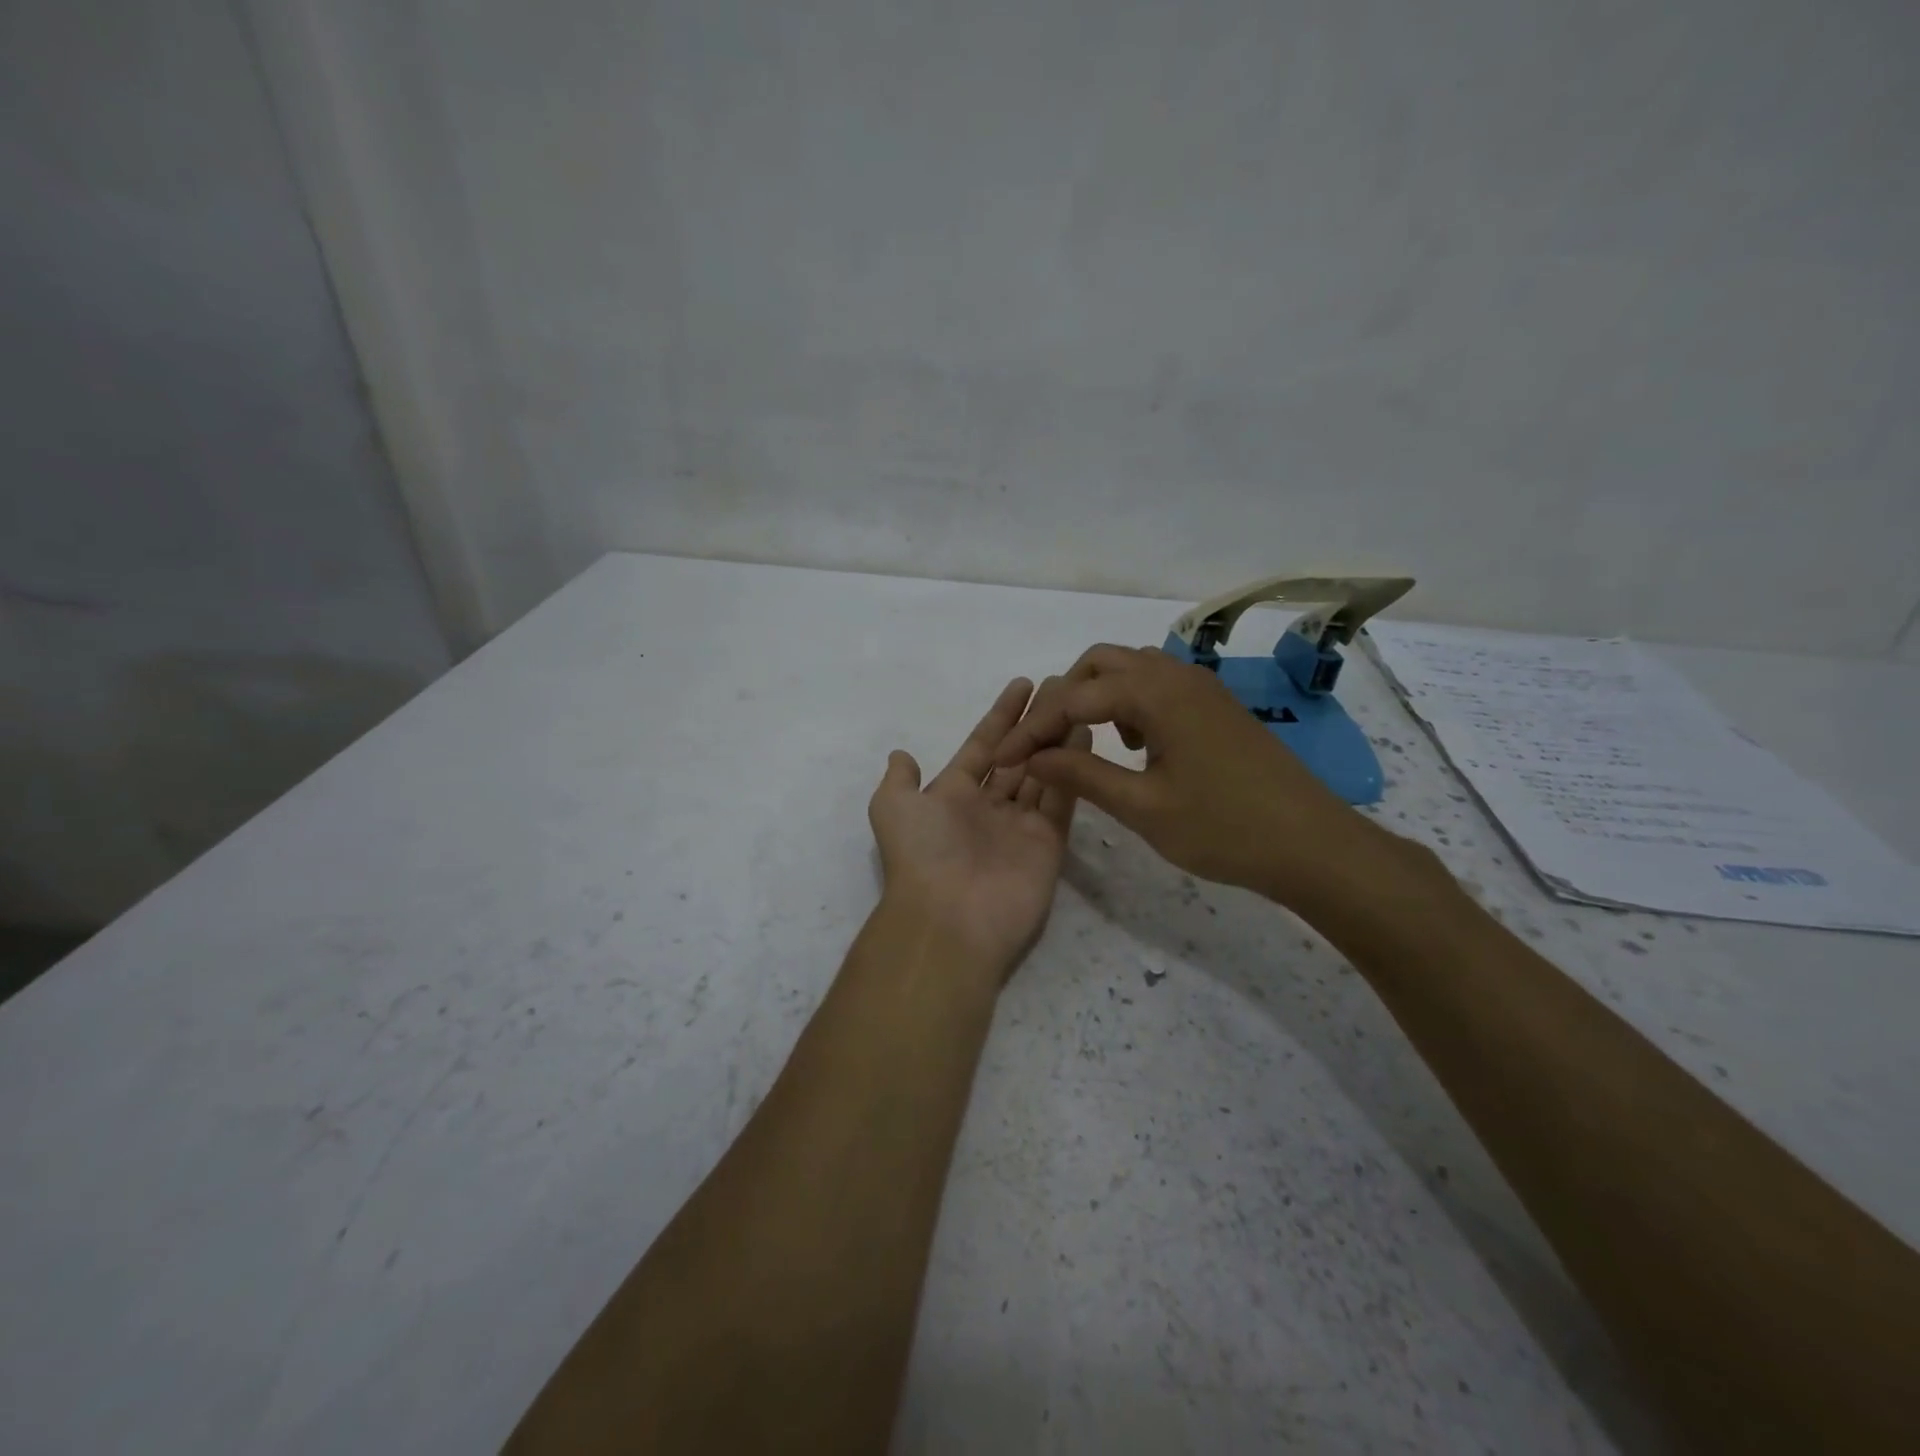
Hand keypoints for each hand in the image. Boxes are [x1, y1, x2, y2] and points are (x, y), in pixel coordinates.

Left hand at [869, 678, 1092, 976]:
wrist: (950, 917)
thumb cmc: (921, 854)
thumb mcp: (892, 808)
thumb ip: (899, 779)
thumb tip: (901, 754)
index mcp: (953, 795)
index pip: (981, 746)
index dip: (1000, 716)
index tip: (1022, 685)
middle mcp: (988, 807)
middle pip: (1016, 756)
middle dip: (1034, 723)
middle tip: (1059, 687)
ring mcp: (1020, 825)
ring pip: (1042, 772)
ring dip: (1057, 739)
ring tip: (1078, 704)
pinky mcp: (1048, 842)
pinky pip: (1061, 798)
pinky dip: (1072, 769)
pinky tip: (1084, 736)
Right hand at [993, 645, 1387, 909]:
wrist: (1314, 844)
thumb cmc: (1225, 828)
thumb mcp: (1143, 807)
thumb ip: (1083, 774)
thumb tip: (1033, 756)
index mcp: (1156, 694)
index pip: (1074, 698)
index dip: (1033, 729)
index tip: (1004, 760)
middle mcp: (1177, 676)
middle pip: (1100, 663)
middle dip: (1064, 698)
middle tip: (1046, 744)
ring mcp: (1202, 688)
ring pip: (1131, 670)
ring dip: (1099, 696)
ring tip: (1090, 744)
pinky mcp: (1216, 706)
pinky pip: (1158, 685)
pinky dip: (1131, 703)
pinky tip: (1136, 746)